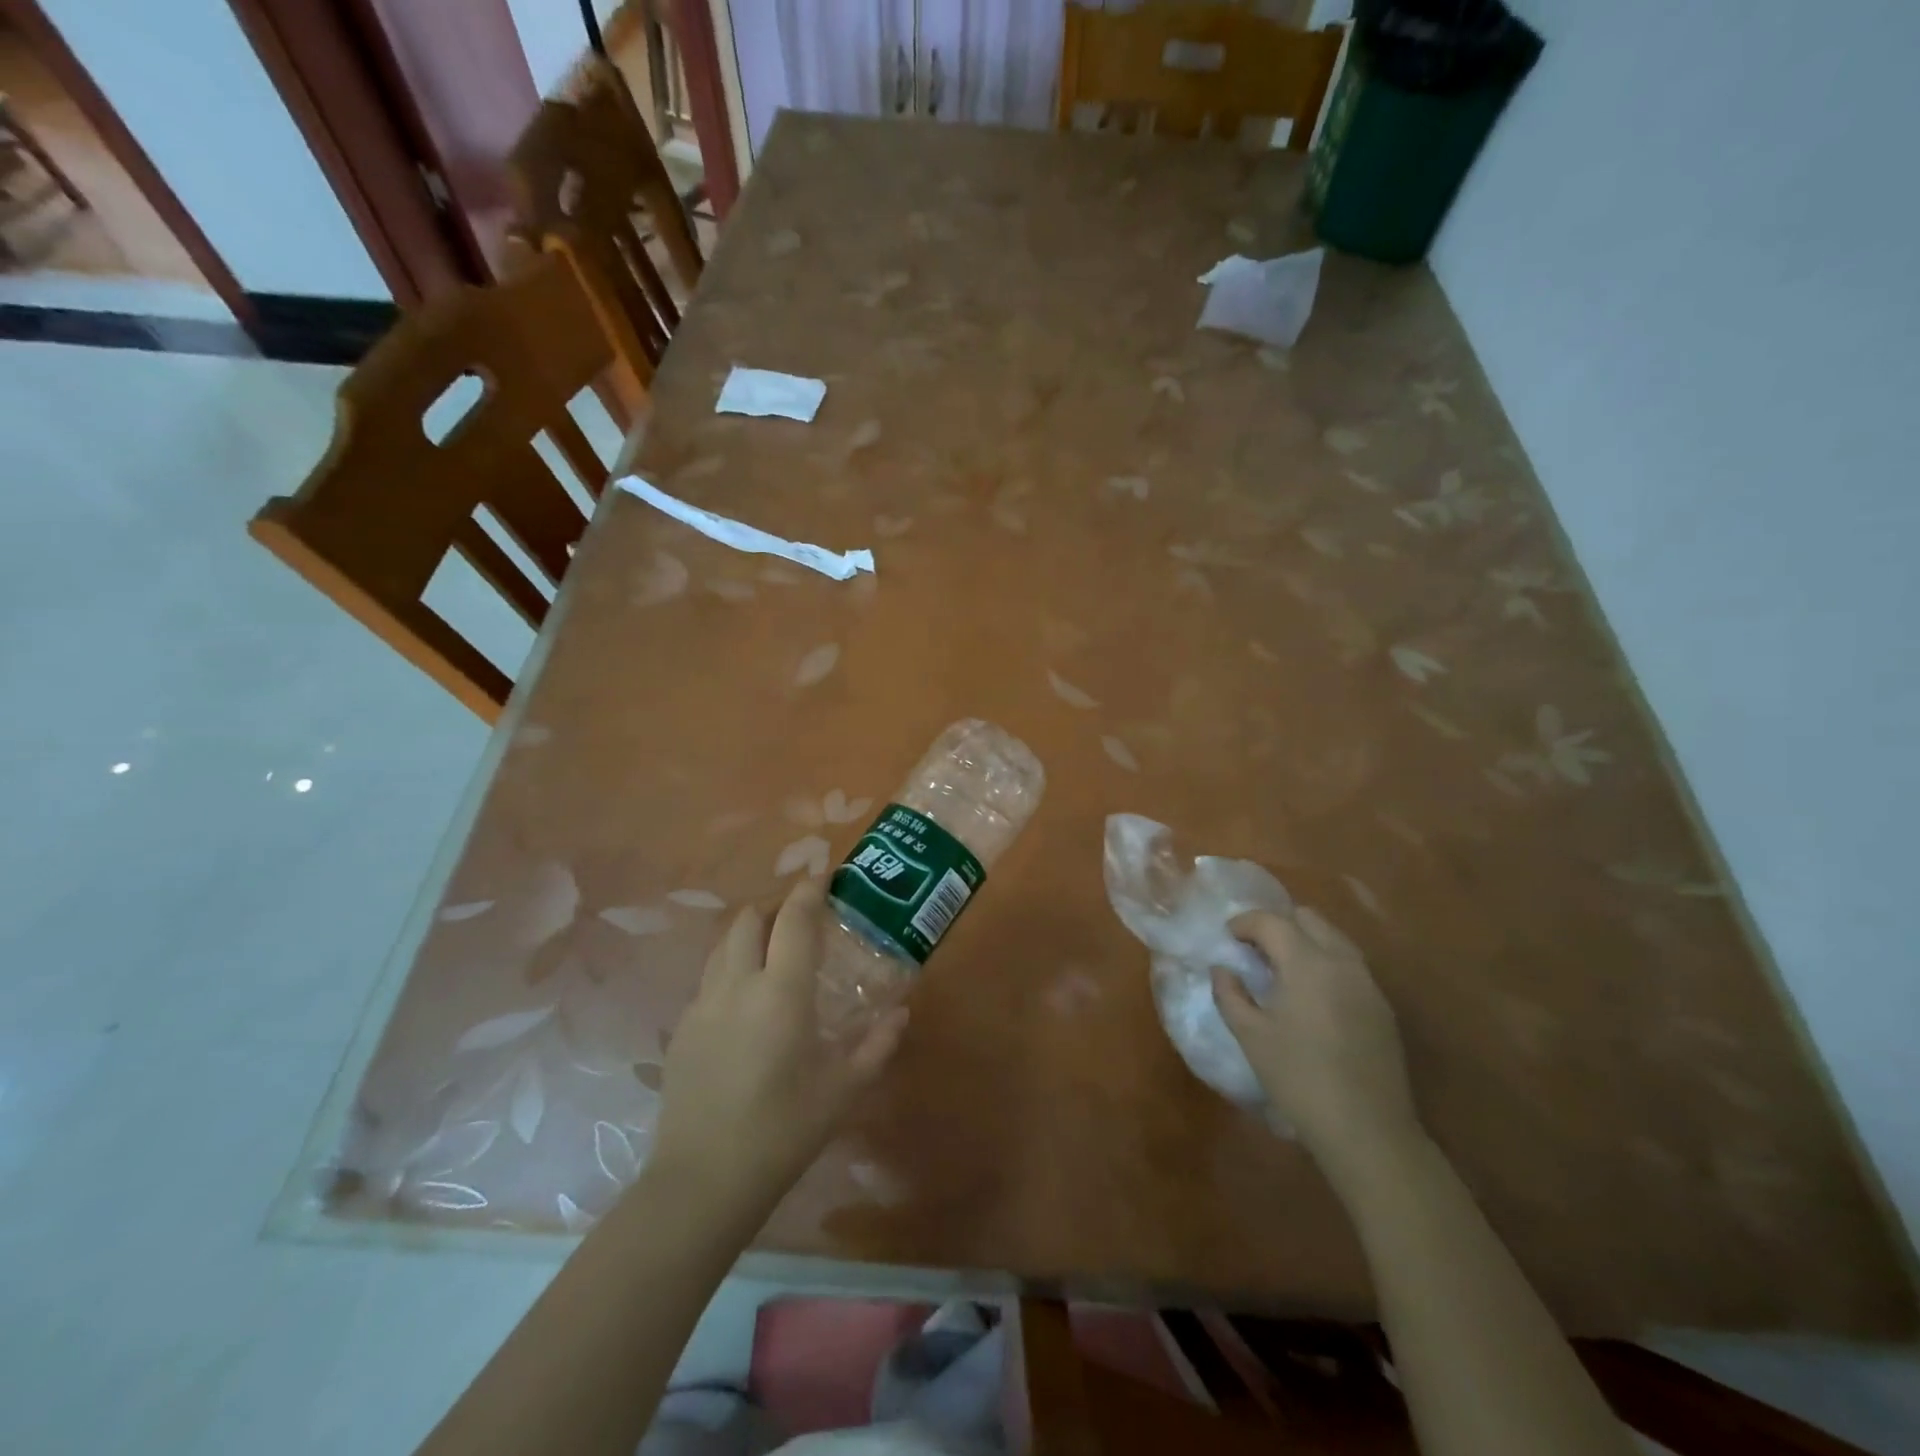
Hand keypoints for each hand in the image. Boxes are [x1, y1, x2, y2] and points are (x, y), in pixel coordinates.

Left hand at [650, 879, 906, 1216]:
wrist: (703, 1180)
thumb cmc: (784, 1131)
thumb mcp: (843, 1090)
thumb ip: (877, 1044)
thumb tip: (902, 1012)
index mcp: (781, 992)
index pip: (794, 920)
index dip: (809, 890)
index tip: (823, 875)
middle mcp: (737, 985)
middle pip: (749, 920)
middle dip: (774, 907)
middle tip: (800, 918)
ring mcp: (703, 1005)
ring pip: (723, 946)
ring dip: (749, 934)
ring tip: (771, 950)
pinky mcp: (682, 1029)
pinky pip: (708, 979)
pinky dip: (730, 969)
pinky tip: (744, 1001)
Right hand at [1212, 907, 1420, 1184]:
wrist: (1368, 1132)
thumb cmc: (1299, 1079)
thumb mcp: (1251, 1036)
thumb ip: (1230, 994)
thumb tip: (1222, 969)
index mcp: (1307, 963)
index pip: (1272, 921)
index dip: (1245, 923)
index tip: (1227, 937)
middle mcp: (1342, 962)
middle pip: (1309, 918)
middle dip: (1278, 925)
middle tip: (1254, 950)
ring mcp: (1368, 984)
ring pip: (1334, 939)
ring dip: (1304, 942)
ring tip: (1281, 971)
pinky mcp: (1383, 1008)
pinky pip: (1350, 966)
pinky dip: (1325, 964)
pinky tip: (1311, 997)